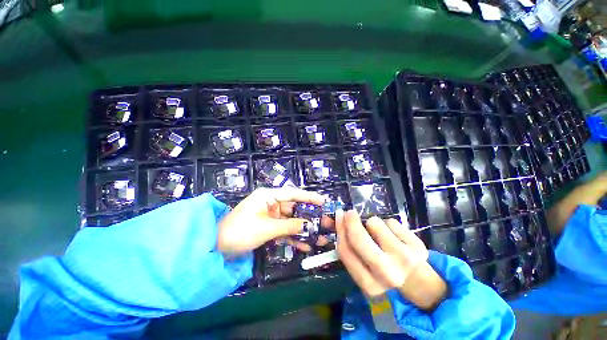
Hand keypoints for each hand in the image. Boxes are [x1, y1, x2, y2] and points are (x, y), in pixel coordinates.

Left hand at [217, 187, 325, 254]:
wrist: (216, 248)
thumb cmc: (239, 232)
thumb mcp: (266, 229)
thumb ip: (289, 226)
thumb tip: (310, 225)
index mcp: (267, 196)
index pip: (292, 193)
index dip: (308, 197)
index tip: (323, 200)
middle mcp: (270, 203)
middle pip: (294, 208)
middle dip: (309, 217)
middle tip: (324, 222)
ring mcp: (270, 215)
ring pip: (291, 220)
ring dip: (303, 229)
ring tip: (320, 237)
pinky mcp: (269, 226)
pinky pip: (284, 229)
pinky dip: (293, 237)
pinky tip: (306, 245)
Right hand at [335, 210, 446, 309]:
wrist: (415, 280)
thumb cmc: (382, 271)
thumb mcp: (363, 267)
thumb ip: (348, 247)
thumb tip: (335, 219)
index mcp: (369, 284)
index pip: (346, 251)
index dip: (339, 230)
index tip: (338, 216)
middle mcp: (387, 274)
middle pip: (359, 239)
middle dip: (351, 221)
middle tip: (350, 213)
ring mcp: (405, 260)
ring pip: (375, 223)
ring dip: (372, 222)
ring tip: (377, 232)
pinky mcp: (418, 247)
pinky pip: (391, 221)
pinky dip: (386, 223)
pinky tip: (392, 234)